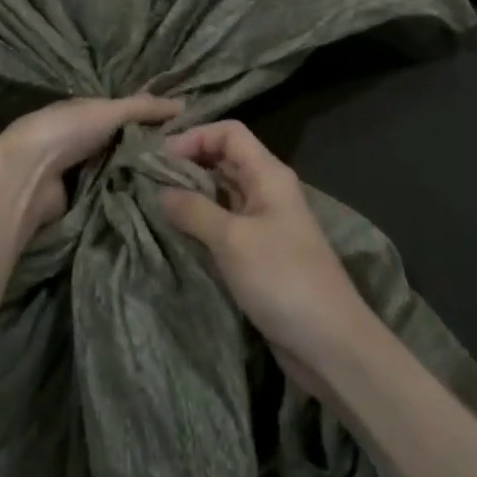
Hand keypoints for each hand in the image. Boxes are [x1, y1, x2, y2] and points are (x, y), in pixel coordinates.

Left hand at [0, 94, 181, 239]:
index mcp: (85, 113)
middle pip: (124, 145)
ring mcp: (80, 172)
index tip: (185, 131)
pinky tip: (157, 200)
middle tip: (189, 161)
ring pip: (120, 171)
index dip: (151, 120)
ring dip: (140, 176)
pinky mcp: (81, 201)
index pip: (125, 114)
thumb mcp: (109, 111)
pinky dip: (128, 195)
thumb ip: (144, 108)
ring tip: (179, 182)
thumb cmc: (66, 131)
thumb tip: (184, 104)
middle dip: (149, 151)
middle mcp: (82, 140)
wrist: (28, 177)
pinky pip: (112, 195)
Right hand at [160, 121, 376, 386]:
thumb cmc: (283, 279)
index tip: (159, 158)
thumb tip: (160, 192)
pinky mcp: (259, 253)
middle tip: (146, 179)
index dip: (194, 136)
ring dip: (191, 194)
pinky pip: (224, 224)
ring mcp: (264, 223)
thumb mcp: (233, 240)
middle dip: (187, 164)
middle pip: (224, 159)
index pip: (229, 133)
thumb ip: (194, 210)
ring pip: (221, 193)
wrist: (330, 343)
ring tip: (153, 204)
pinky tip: (175, 233)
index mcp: (268, 174)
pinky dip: (200, 223)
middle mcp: (267, 190)